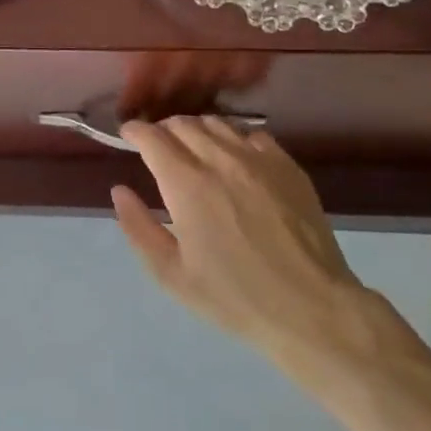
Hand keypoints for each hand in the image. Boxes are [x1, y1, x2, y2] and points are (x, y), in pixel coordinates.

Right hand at [112, 118, 398, 381]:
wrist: (310, 307)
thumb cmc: (234, 297)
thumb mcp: (172, 274)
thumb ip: (138, 228)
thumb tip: (120, 190)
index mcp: (187, 185)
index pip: (153, 137)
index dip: (135, 131)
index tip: (128, 136)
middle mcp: (221, 160)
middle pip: (183, 124)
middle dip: (162, 129)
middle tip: (157, 146)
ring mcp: (258, 159)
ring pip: (217, 123)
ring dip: (196, 130)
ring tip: (192, 148)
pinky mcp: (287, 166)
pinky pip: (252, 135)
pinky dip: (233, 138)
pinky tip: (234, 159)